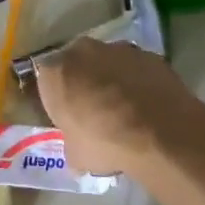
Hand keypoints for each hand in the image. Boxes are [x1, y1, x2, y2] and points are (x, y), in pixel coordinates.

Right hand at [32, 37, 193, 176]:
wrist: (158, 133)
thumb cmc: (104, 142)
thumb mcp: (77, 155)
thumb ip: (72, 145)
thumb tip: (77, 153)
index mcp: (54, 71)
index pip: (47, 80)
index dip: (57, 98)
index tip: (67, 116)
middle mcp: (82, 51)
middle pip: (78, 64)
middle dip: (84, 81)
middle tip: (94, 110)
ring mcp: (118, 49)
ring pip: (109, 63)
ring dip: (112, 79)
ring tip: (125, 110)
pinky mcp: (149, 55)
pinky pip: (137, 68)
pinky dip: (139, 82)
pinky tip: (147, 106)